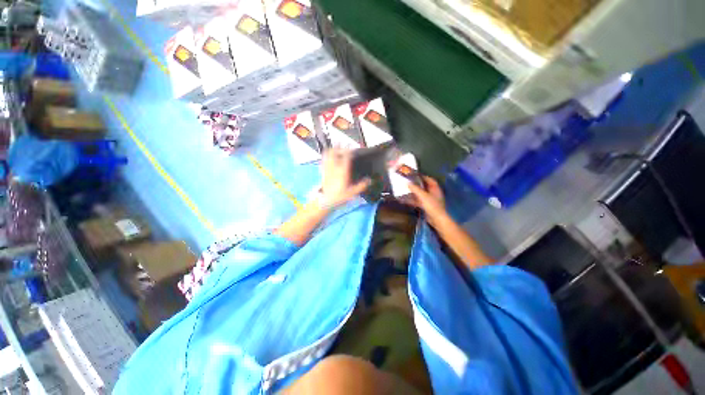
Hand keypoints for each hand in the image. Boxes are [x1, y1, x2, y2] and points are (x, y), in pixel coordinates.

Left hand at [320, 149, 370, 208]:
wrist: (325, 201)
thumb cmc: (339, 196)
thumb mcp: (352, 193)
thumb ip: (361, 186)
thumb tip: (369, 180)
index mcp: (342, 171)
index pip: (345, 157)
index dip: (348, 150)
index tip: (351, 146)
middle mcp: (334, 168)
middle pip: (334, 152)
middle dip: (338, 147)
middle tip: (342, 144)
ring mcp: (327, 169)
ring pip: (327, 155)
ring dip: (331, 150)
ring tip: (334, 148)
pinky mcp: (323, 172)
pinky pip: (323, 160)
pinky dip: (325, 156)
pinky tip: (327, 157)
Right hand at [408, 176, 447, 223]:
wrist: (437, 219)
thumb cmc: (432, 205)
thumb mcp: (423, 196)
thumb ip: (415, 189)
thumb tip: (408, 183)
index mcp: (435, 188)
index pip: (429, 180)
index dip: (423, 176)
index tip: (415, 175)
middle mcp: (433, 193)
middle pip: (424, 187)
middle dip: (416, 185)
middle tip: (408, 182)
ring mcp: (430, 200)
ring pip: (420, 194)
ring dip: (413, 193)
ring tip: (404, 190)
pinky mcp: (426, 206)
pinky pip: (418, 201)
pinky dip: (412, 200)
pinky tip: (405, 200)